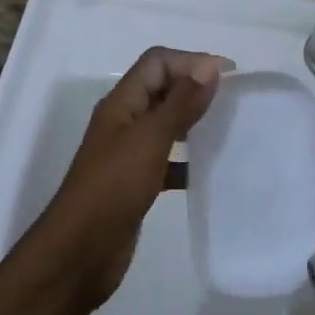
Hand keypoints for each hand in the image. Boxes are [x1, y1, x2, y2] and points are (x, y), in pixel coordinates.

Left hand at [35, 47, 229, 309]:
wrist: (79, 254)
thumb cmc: (113, 188)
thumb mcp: (149, 140)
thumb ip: (180, 103)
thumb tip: (210, 66)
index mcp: (122, 102)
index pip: (157, 62)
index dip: (191, 60)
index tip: (230, 75)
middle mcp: (125, 121)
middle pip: (162, 88)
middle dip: (196, 87)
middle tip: (235, 100)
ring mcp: (129, 152)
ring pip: (167, 123)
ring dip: (194, 121)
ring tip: (228, 129)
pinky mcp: (137, 182)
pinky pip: (168, 159)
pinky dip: (188, 159)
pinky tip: (210, 170)